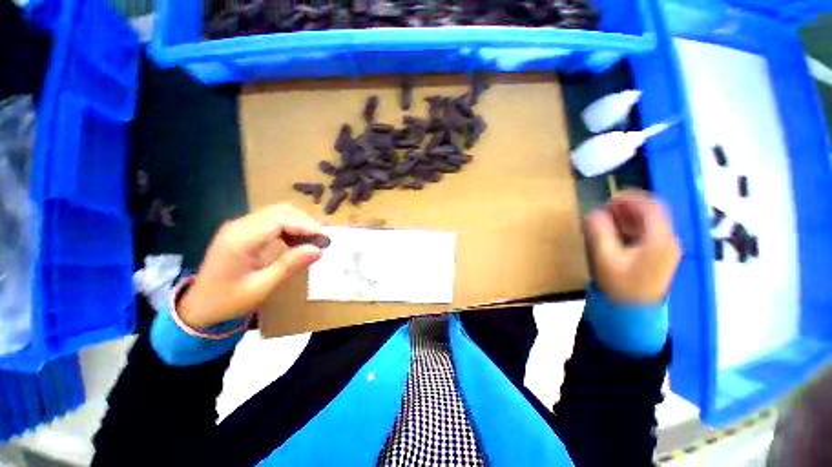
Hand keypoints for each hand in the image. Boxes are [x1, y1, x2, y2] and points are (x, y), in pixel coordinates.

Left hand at [179, 204, 323, 328]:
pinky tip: (295, 239)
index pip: (279, 220)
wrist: (198, 306)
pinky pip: (270, 220)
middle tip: (320, 239)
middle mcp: (239, 226)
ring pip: (276, 212)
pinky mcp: (241, 231)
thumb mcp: (261, 287)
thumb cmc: (228, 300)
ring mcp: (238, 227)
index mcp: (241, 239)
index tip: (323, 238)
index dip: (304, 225)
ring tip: (311, 239)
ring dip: (297, 222)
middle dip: (304, 221)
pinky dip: (288, 226)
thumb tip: (318, 250)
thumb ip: (290, 265)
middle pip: (279, 211)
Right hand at [583, 190, 680, 305]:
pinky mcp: (661, 255)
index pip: (652, 207)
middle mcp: (668, 241)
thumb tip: (594, 212)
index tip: (610, 197)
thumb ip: (600, 232)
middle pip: (654, 213)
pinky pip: (649, 232)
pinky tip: (618, 228)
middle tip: (607, 206)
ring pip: (652, 222)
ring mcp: (667, 248)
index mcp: (659, 240)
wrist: (635, 312)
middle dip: (630, 205)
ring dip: (631, 215)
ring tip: (609, 215)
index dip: (632, 198)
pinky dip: (634, 225)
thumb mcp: (605, 258)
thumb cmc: (620, 286)